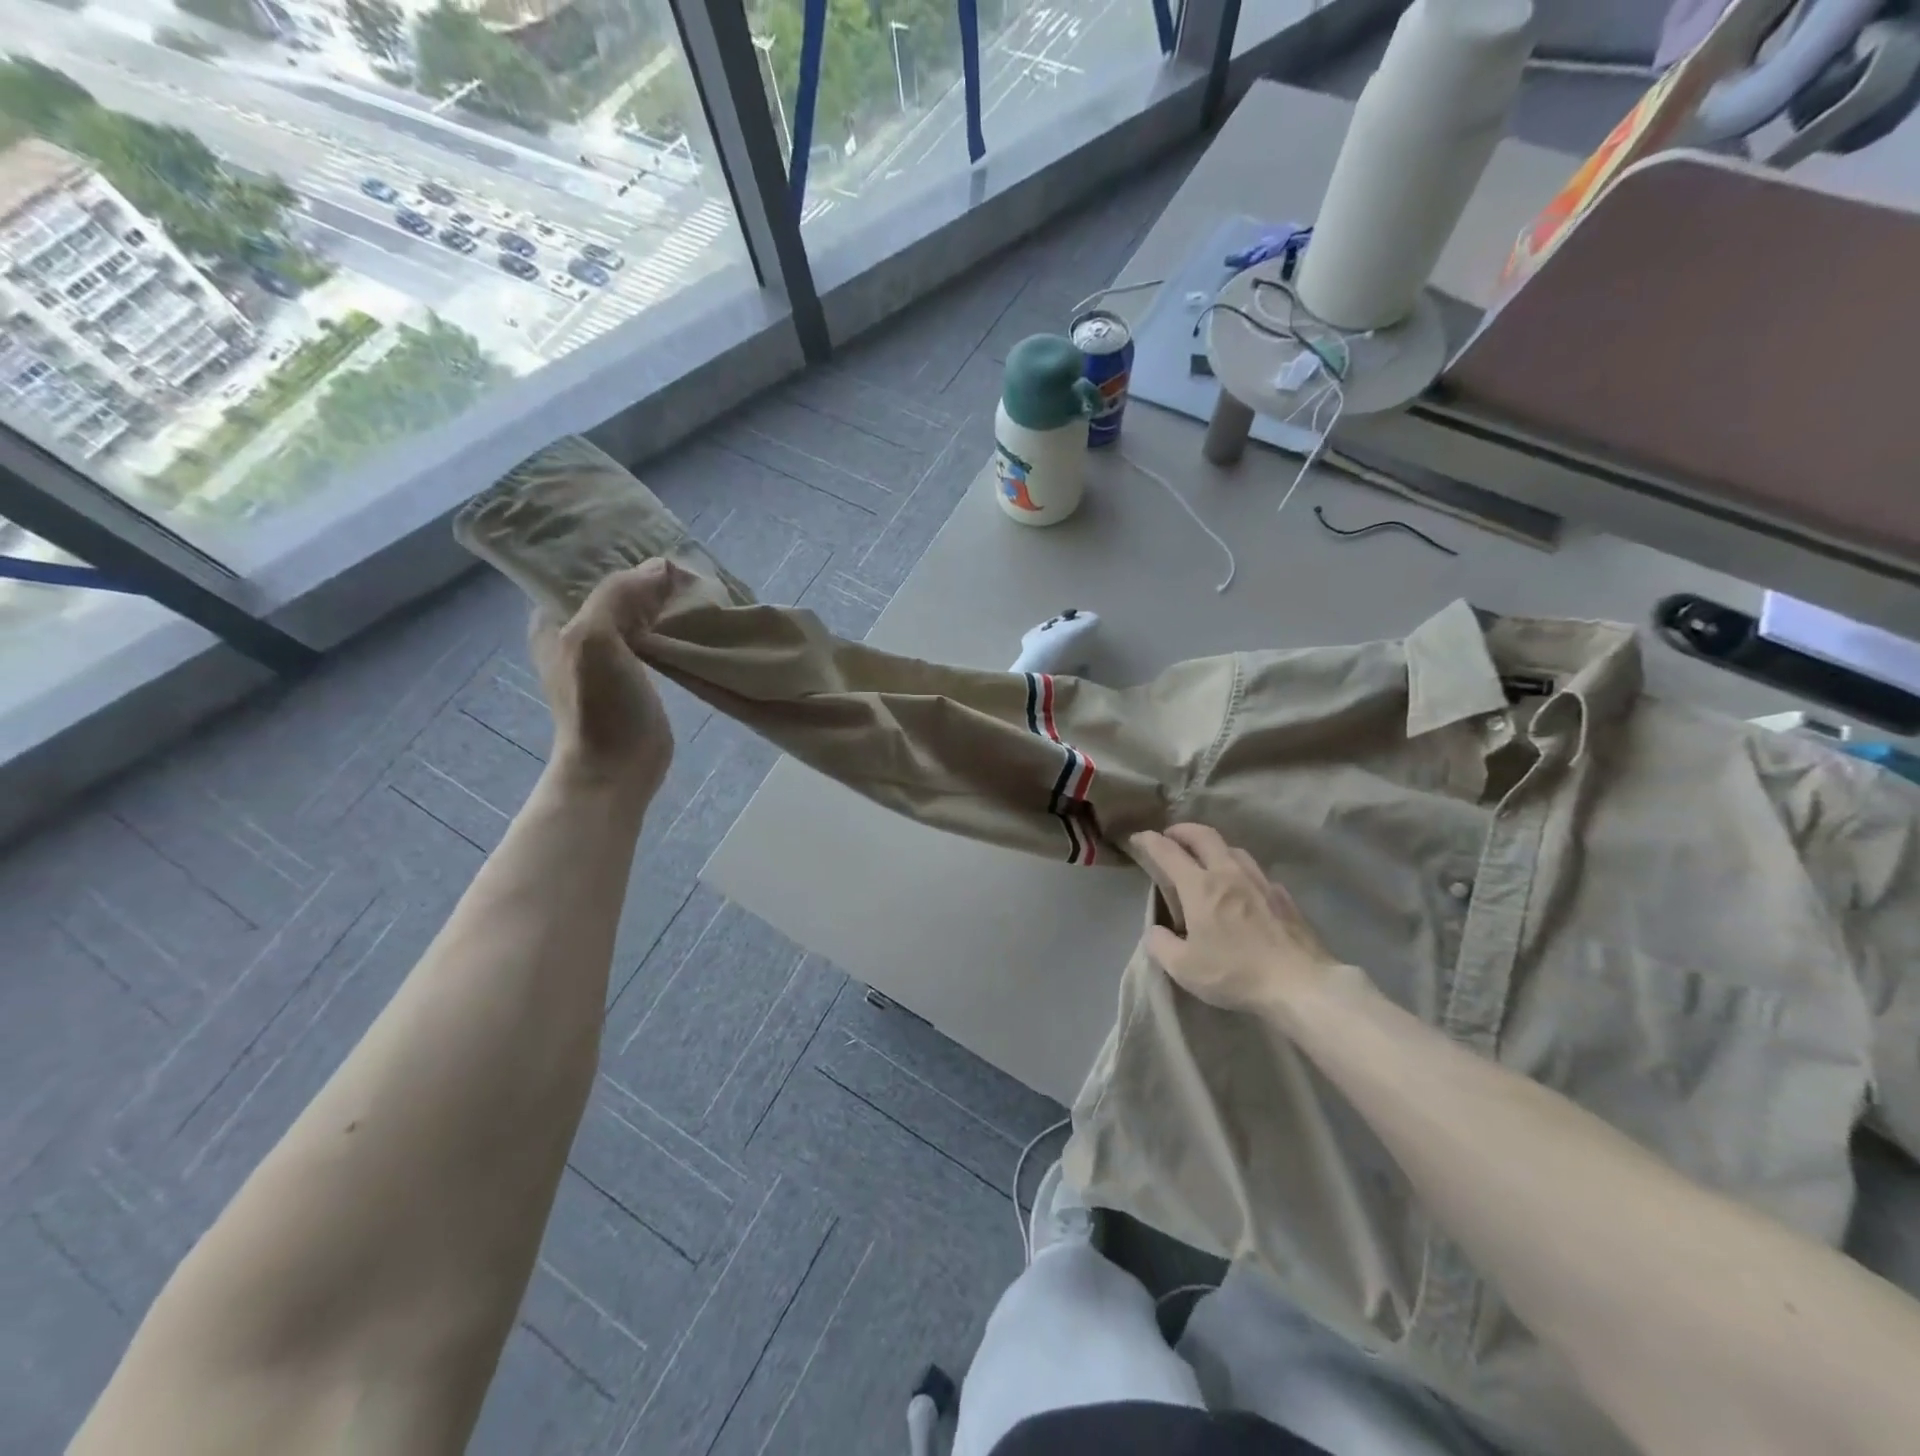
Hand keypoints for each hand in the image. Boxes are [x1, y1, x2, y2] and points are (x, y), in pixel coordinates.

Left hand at [532, 561, 676, 806]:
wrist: (617, 768)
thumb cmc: (598, 706)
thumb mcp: (596, 638)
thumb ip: (621, 594)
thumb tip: (664, 566)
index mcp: (553, 620)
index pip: (582, 571)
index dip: (614, 555)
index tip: (652, 542)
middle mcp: (577, 633)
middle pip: (614, 591)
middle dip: (644, 577)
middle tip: (683, 565)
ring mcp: (609, 656)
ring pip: (637, 614)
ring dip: (661, 602)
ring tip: (694, 586)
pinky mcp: (637, 677)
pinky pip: (654, 638)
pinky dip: (671, 626)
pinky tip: (695, 619)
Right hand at [1130, 824, 1342, 1021]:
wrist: (1300, 984)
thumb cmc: (1235, 973)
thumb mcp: (1184, 968)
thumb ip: (1161, 945)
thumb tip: (1156, 931)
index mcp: (1200, 886)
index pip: (1168, 851)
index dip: (1149, 841)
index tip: (1138, 838)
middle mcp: (1229, 873)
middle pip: (1204, 836)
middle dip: (1182, 830)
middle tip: (1171, 837)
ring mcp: (1260, 881)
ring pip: (1233, 849)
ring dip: (1213, 847)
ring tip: (1206, 859)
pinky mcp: (1283, 896)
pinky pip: (1256, 872)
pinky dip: (1240, 870)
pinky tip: (1242, 888)